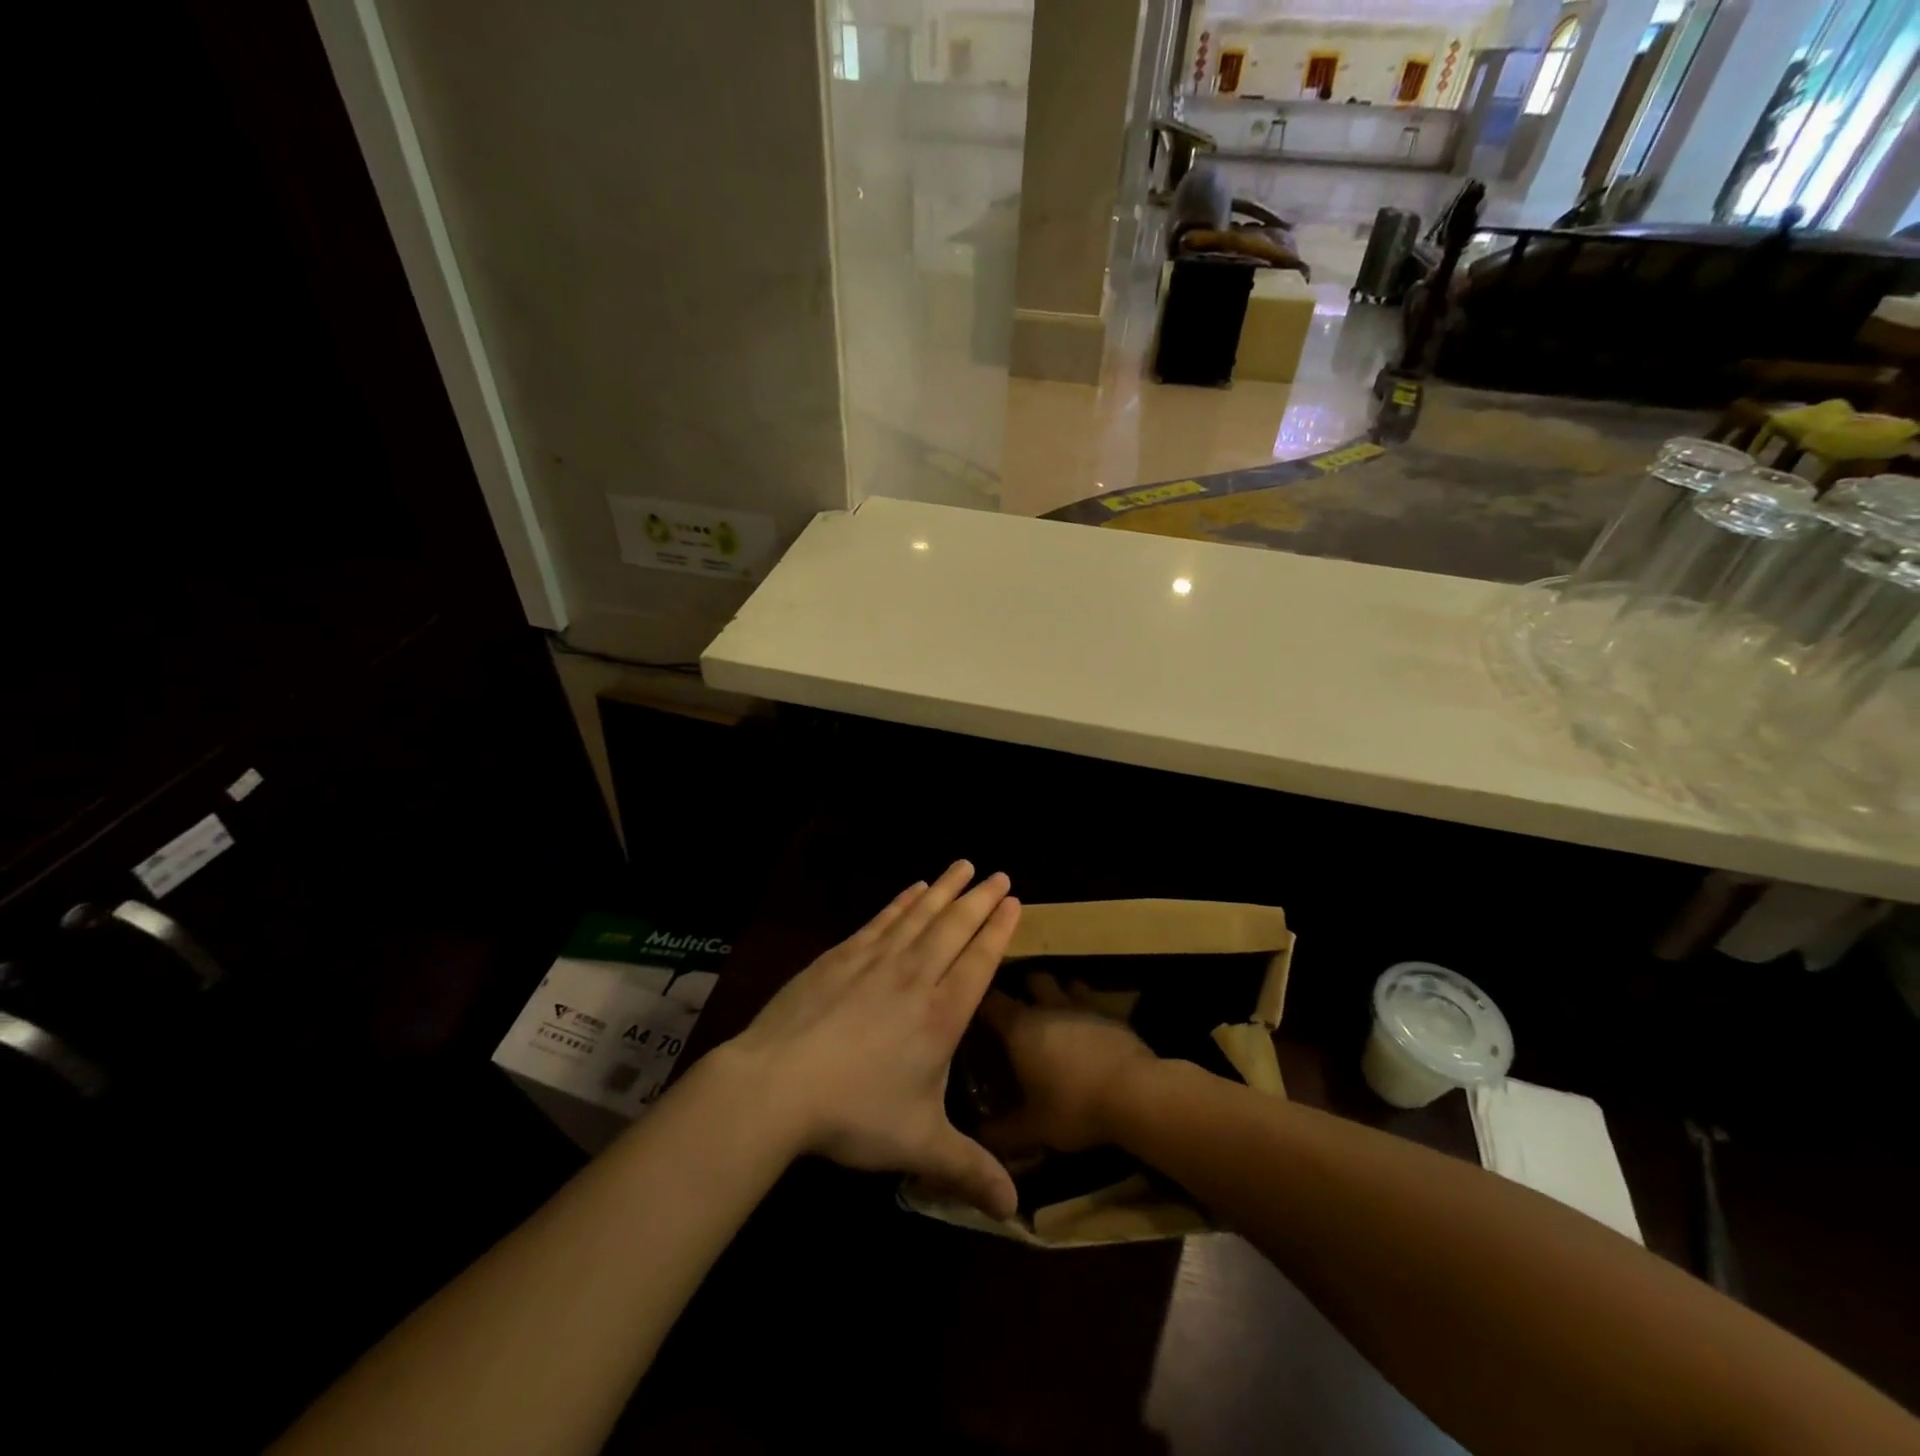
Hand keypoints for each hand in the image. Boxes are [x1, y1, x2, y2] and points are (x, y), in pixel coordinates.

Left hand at [721, 862, 1020, 1217]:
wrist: (777, 1084)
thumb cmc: (855, 1113)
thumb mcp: (919, 1146)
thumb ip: (968, 1170)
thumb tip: (1015, 1214)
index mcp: (942, 1015)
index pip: (980, 961)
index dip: (999, 929)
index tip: (1014, 900)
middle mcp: (916, 977)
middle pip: (955, 928)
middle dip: (979, 900)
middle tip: (998, 874)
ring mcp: (876, 960)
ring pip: (920, 916)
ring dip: (944, 890)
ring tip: (962, 866)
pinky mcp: (841, 955)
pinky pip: (882, 920)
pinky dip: (901, 902)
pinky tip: (912, 889)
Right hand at [979, 976, 1161, 1153]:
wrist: (1135, 1094)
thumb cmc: (1075, 1107)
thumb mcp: (1034, 1128)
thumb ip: (1003, 1131)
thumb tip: (979, 1136)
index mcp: (1021, 1027)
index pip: (991, 1001)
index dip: (982, 1002)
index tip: (976, 1013)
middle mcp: (1049, 1007)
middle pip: (1032, 979)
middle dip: (1024, 989)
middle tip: (1020, 1012)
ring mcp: (1083, 1006)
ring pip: (1066, 984)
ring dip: (1059, 994)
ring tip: (1055, 1015)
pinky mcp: (1112, 1015)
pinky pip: (1093, 1002)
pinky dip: (1086, 1011)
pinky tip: (1087, 1031)